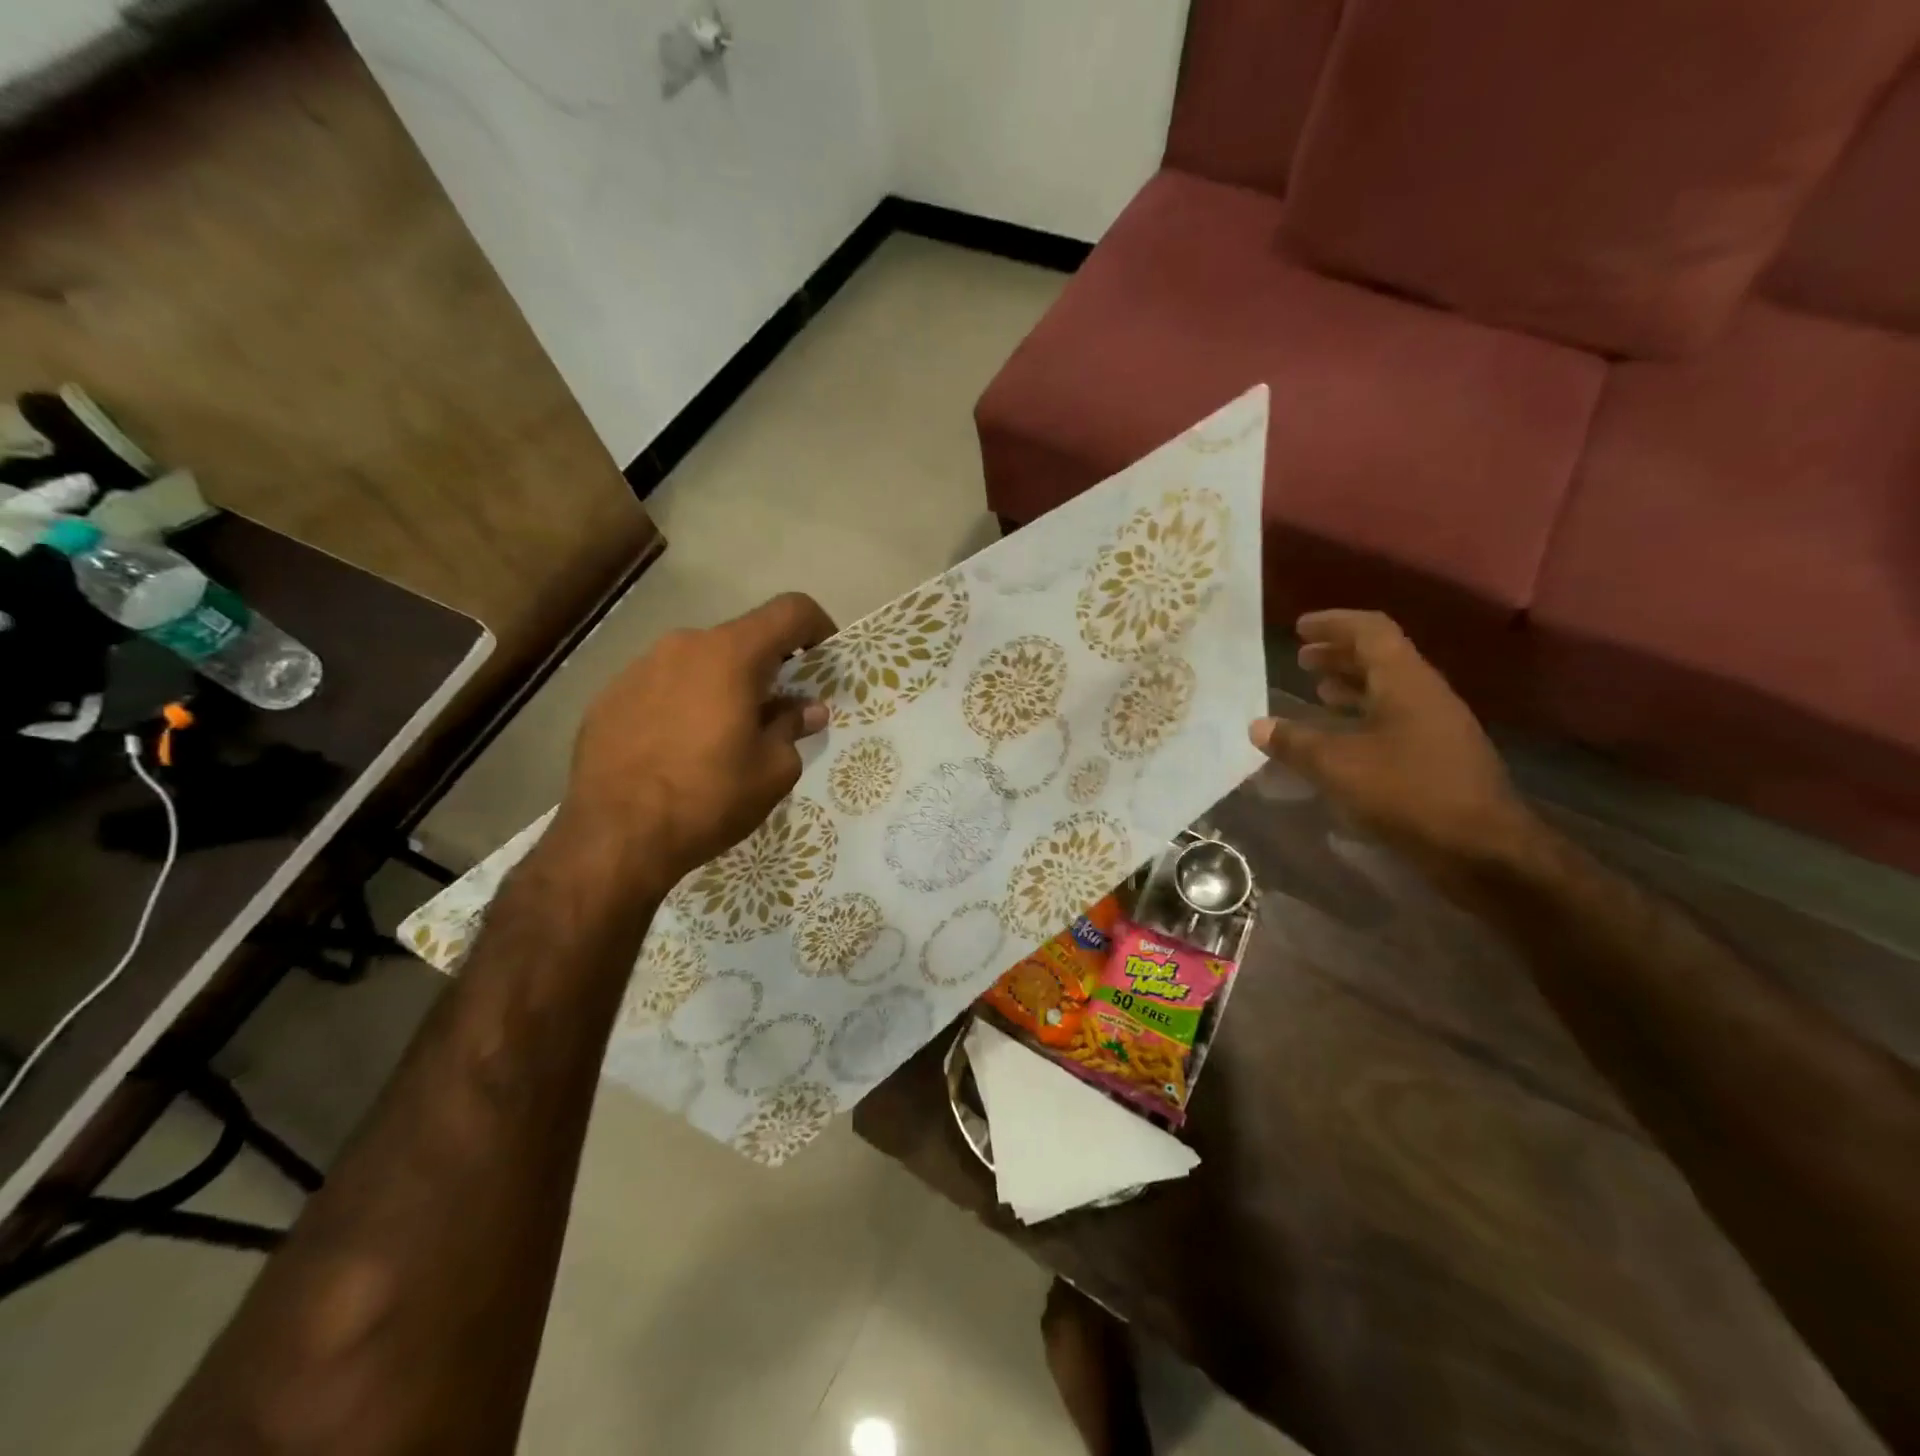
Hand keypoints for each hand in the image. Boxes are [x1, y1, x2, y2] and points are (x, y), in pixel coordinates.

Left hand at [560, 592, 836, 895]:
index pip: (790, 611)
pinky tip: (678, 750)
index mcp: (730, 654)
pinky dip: (683, 704)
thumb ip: (793, 728)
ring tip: (723, 737)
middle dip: (768, 668)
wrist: (613, 837)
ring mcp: (639, 667)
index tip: (825, 661)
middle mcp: (683, 646)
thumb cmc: (709, 798)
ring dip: (723, 686)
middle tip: (777, 713)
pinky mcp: (608, 696)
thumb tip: (807, 710)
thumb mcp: (772, 770)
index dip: (818, 627)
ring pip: (699, 663)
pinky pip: (662, 686)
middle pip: (742, 639)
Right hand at [1250, 611, 1535, 879]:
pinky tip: (1340, 739)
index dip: (1334, 624)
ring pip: (1388, 690)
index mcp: (1405, 682)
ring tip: (1317, 691)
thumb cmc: (1408, 792)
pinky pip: (1394, 720)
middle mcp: (1424, 695)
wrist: (1482, 849)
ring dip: (1351, 685)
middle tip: (1302, 658)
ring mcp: (1436, 727)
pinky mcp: (1437, 757)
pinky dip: (1362, 717)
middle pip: (1381, 658)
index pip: (1370, 631)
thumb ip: (1295, 743)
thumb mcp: (1338, 766)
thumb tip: (1257, 726)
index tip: (1300, 628)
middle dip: (1339, 654)